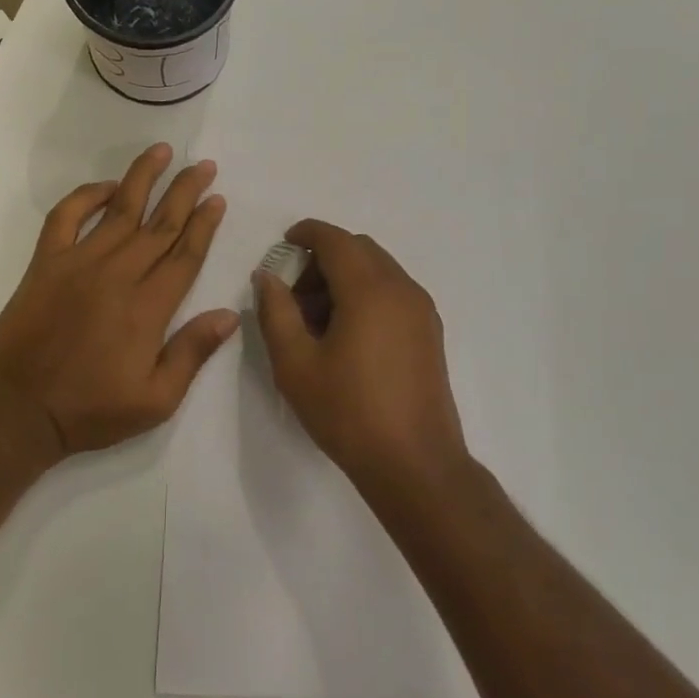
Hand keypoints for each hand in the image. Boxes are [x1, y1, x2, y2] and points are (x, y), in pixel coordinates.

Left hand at [0, 144, 237, 461]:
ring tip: (161, 152)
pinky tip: (106, 186)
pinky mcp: (46, 263)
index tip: (217, 198)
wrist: (20, 409)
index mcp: (148, 308)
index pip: (185, 254)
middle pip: (160, 224)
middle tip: (203, 165)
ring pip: (120, 211)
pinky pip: (66, 217)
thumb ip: (192, 353)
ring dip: (143, 179)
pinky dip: (85, 196)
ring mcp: (79, 263)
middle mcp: (118, 275)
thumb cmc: (91, 410)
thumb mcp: (156, 400)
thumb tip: (230, 314)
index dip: (204, 224)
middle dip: (185, 191)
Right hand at [254, 220, 469, 492]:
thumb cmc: (348, 412)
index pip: (336, 240)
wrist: (415, 464)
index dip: (307, 233)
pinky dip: (366, 294)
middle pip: (360, 250)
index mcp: (370, 289)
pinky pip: (394, 293)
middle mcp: (402, 289)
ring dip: (345, 277)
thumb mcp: (295, 364)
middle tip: (294, 293)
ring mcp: (422, 311)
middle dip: (324, 258)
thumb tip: (268, 276)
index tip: (284, 243)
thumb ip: (276, 312)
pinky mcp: (430, 333)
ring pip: (379, 271)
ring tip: (316, 320)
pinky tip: (347, 335)